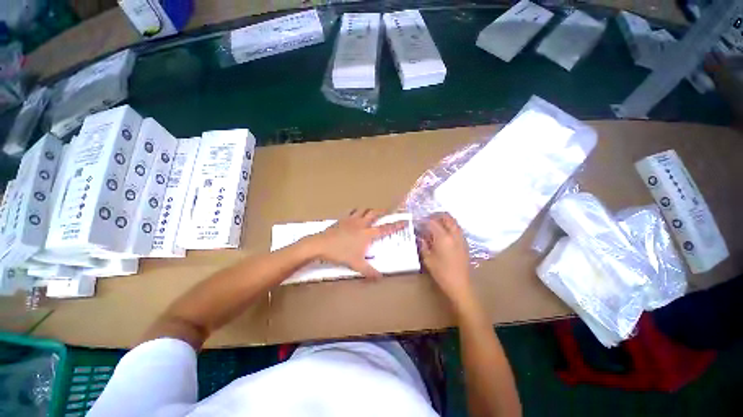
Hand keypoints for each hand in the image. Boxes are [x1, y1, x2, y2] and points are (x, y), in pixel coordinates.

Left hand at [305, 209, 404, 278]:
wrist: (320, 244)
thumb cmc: (340, 253)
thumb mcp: (356, 264)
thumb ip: (369, 271)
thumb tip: (380, 277)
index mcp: (367, 234)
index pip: (386, 228)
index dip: (396, 225)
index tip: (405, 220)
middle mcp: (361, 224)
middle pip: (374, 213)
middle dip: (382, 212)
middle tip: (388, 212)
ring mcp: (350, 220)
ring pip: (362, 210)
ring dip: (369, 210)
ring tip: (371, 213)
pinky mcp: (341, 220)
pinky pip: (351, 212)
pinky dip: (356, 212)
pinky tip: (354, 216)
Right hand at [419, 213, 472, 306]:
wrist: (459, 283)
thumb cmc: (442, 273)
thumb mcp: (428, 260)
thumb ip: (423, 245)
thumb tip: (420, 236)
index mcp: (443, 237)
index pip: (432, 222)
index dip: (424, 220)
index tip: (417, 222)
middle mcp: (454, 234)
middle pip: (446, 217)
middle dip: (436, 216)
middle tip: (427, 221)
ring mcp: (461, 238)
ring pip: (453, 222)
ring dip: (444, 221)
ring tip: (435, 227)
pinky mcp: (464, 243)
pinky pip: (457, 229)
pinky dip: (450, 227)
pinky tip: (443, 235)